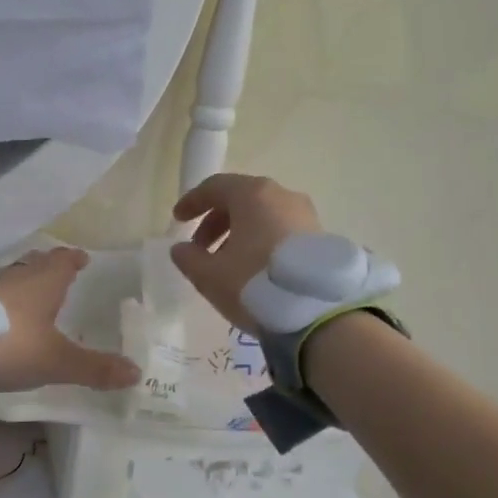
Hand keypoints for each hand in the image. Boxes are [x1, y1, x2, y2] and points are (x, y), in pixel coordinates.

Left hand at [0, 247, 138, 393]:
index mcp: (44, 282)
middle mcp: (17, 276)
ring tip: (31, 294)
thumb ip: (94, 368)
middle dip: (49, 267)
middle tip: (59, 273)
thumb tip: (137, 373)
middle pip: (36, 264)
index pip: (63, 261)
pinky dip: (0, 299)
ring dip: (23, 282)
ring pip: (12, 277)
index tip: (82, 258)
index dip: (74, 259)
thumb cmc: (12, 345)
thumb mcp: (57, 361)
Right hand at [169, 173, 323, 333]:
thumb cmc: (255, 282)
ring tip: (225, 263)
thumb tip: (181, 249)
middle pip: (240, 199)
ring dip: (238, 233)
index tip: (177, 220)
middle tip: (199, 248)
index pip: (215, 187)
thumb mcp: (210, 275)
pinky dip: (261, 240)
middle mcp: (281, 195)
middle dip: (215, 222)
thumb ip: (188, 258)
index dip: (192, 202)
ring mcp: (305, 214)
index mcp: (252, 194)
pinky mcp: (320, 236)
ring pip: (262, 215)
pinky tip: (253, 268)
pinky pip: (280, 229)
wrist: (318, 310)